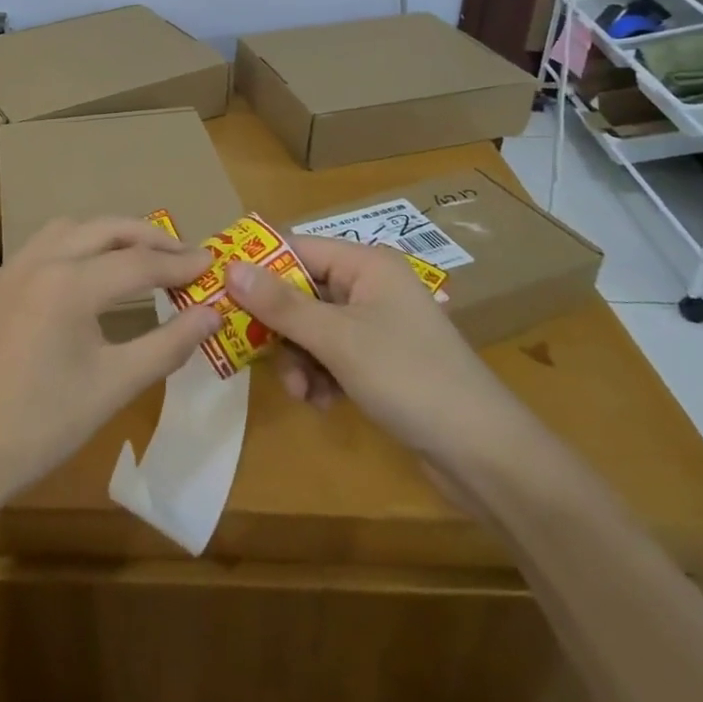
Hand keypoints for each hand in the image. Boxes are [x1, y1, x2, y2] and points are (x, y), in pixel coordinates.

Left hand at [0, 218, 221, 511]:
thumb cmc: (39, 426)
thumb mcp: (112, 387)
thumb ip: (167, 345)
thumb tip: (212, 314)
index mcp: (70, 283)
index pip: (139, 262)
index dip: (180, 263)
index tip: (213, 262)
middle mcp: (41, 261)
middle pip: (106, 229)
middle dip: (149, 237)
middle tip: (184, 254)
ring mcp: (13, 269)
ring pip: (72, 228)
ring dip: (110, 233)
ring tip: (140, 256)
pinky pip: (46, 244)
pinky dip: (79, 244)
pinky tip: (89, 273)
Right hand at [223, 235, 531, 486]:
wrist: (483, 453)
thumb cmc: (409, 377)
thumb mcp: (338, 339)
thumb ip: (281, 304)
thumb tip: (230, 267)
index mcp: (366, 263)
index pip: (296, 248)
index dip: (257, 267)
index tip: (218, 289)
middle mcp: (370, 286)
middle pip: (301, 292)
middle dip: (280, 328)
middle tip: (255, 354)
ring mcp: (376, 325)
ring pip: (312, 329)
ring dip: (298, 359)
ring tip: (301, 392)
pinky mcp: (380, 361)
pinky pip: (331, 356)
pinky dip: (319, 376)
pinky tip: (321, 403)